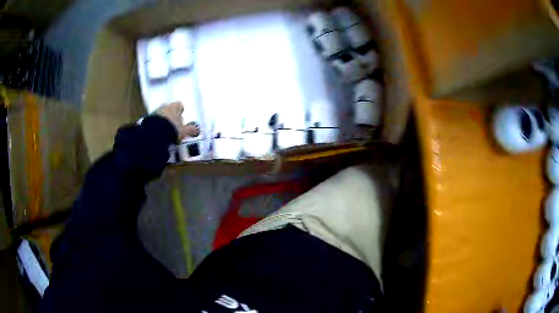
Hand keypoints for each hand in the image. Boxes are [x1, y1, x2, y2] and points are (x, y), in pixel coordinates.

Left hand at [155, 102, 199, 139]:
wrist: (155, 134)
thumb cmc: (171, 129)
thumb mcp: (184, 131)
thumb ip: (191, 129)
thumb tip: (196, 130)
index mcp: (175, 107)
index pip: (180, 105)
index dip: (181, 111)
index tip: (182, 117)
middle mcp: (164, 107)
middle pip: (169, 109)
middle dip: (172, 116)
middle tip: (174, 125)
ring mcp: (155, 112)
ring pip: (161, 115)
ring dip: (163, 121)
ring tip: (166, 131)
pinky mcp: (148, 120)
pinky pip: (154, 121)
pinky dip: (156, 126)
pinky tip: (159, 133)